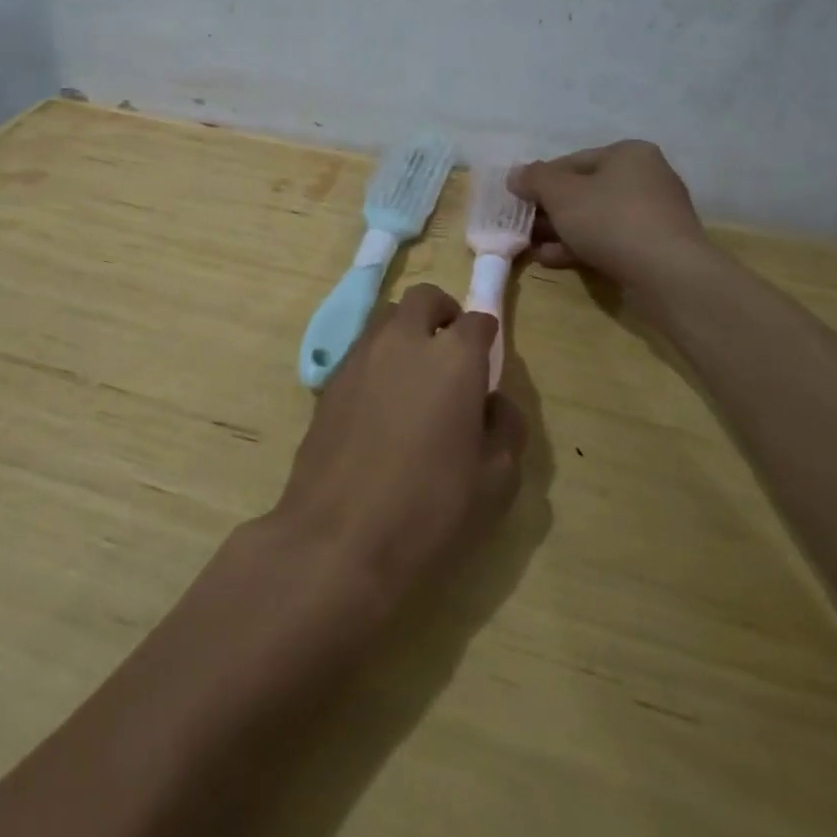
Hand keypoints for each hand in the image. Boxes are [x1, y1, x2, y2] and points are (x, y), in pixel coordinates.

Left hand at [271, 285, 526, 608]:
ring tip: (415, 377)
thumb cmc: (430, 510)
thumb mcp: (496, 481)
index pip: (477, 320)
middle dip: (442, 314)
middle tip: (451, 352)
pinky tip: (382, 402)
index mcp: (453, 357)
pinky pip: (362, 348)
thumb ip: (506, 427)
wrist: (339, 537)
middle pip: (424, 298)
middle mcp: (405, 341)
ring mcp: (361, 355)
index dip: (486, 337)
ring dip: (407, 331)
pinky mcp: (330, 378)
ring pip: (388, 317)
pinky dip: (378, 357)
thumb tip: (493, 400)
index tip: (487, 361)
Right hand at [508, 140, 708, 285]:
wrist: (668, 275)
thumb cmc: (610, 220)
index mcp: (628, 154)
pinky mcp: (656, 247)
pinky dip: (582, 247)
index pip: (572, 161)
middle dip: (550, 210)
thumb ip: (534, 179)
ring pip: (596, 218)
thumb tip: (515, 174)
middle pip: (584, 191)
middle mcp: (647, 177)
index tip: (519, 200)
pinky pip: (611, 241)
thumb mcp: (561, 193)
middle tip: (523, 226)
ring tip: (531, 247)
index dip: (540, 180)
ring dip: (562, 232)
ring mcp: (655, 215)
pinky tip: (554, 260)